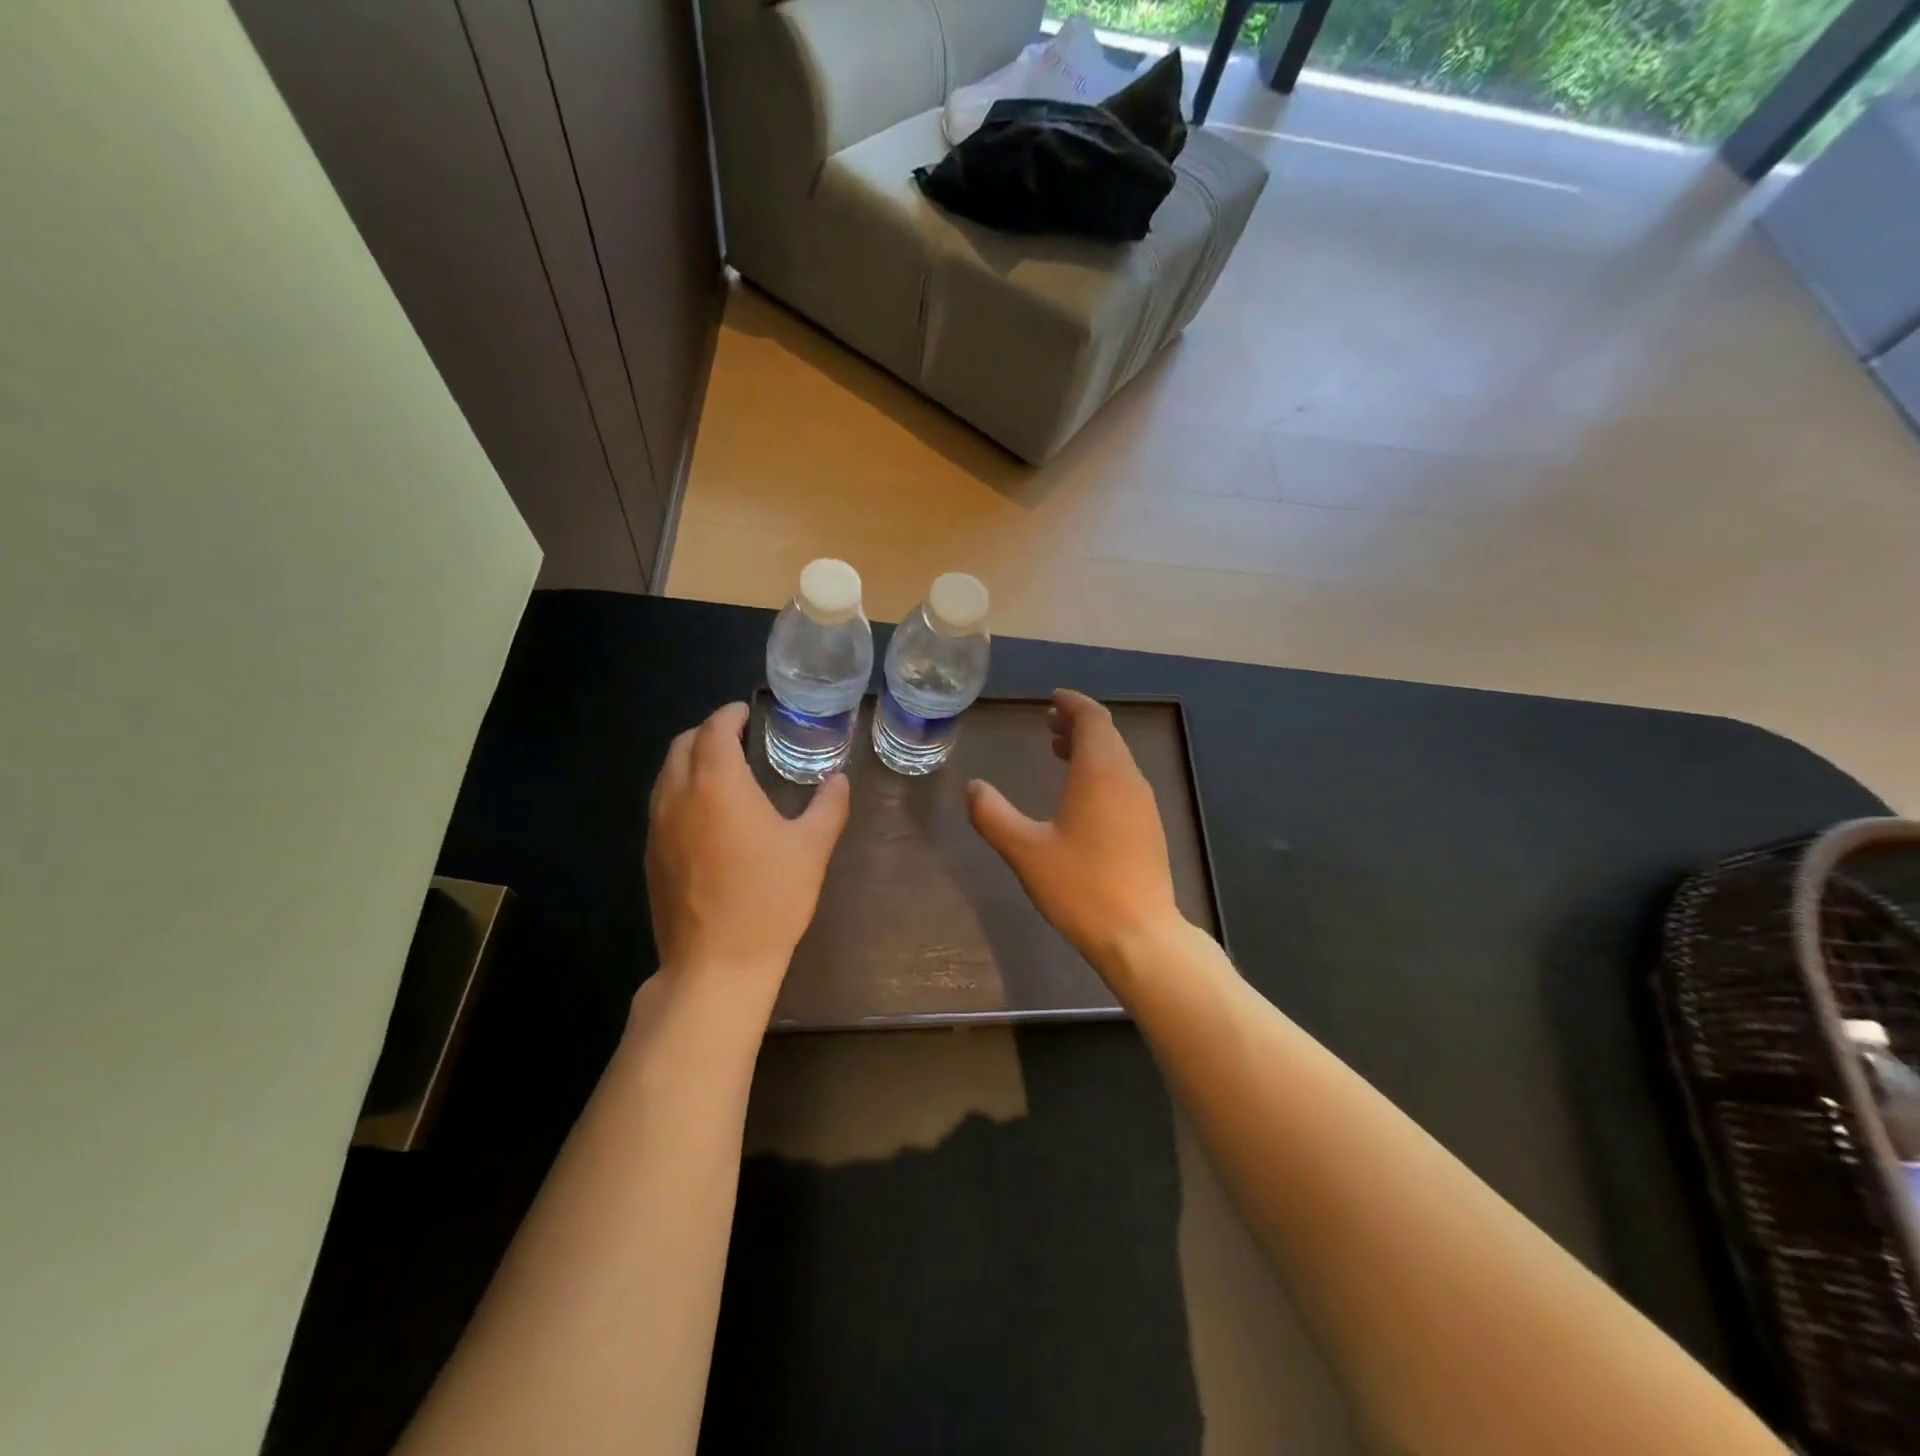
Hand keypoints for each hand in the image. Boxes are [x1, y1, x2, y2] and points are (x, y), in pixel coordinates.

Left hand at [645, 702, 849, 991]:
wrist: (716, 963)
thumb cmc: (769, 899)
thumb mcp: (812, 848)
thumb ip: (828, 805)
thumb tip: (838, 780)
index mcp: (718, 784)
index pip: (715, 729)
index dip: (731, 715)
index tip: (748, 712)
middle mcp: (678, 796)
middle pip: (683, 745)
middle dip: (709, 733)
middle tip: (740, 738)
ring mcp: (658, 827)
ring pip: (667, 774)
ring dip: (691, 760)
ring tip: (724, 772)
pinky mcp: (651, 856)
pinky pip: (662, 804)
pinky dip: (681, 790)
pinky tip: (708, 814)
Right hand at [966, 689, 1182, 970]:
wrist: (1139, 934)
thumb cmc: (1080, 887)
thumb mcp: (1025, 851)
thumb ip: (993, 815)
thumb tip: (972, 788)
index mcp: (1101, 773)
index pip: (1093, 718)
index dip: (1072, 704)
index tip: (1051, 700)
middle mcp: (1128, 778)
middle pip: (1106, 734)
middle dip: (1078, 723)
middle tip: (1048, 724)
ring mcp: (1143, 803)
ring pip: (1117, 758)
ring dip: (1089, 748)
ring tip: (1059, 751)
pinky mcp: (1149, 826)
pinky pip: (1123, 780)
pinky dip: (1100, 771)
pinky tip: (1080, 794)